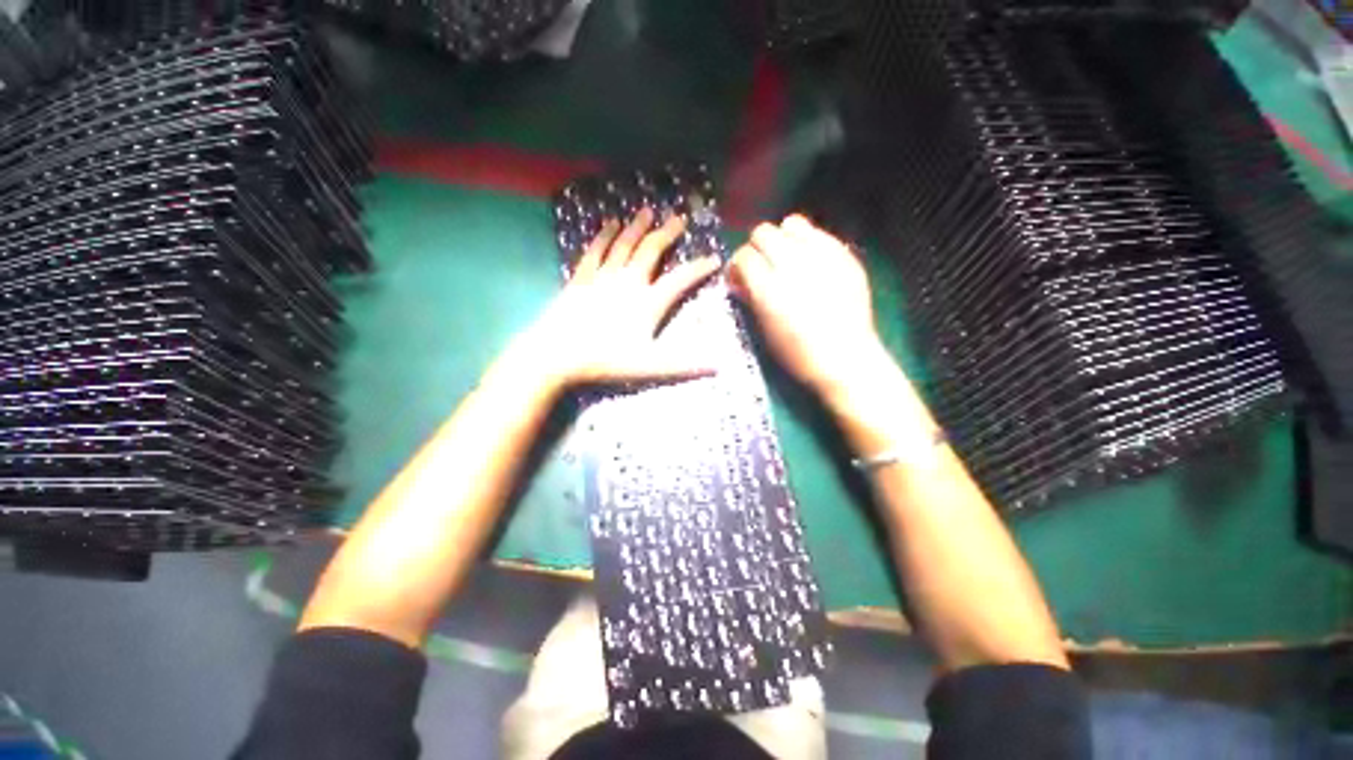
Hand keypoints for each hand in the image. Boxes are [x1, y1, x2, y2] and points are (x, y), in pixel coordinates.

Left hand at [515, 208, 720, 391]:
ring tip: (647, 211)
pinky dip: (604, 235)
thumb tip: (718, 367)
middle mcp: (628, 281)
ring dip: (637, 226)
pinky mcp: (581, 278)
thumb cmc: (606, 361)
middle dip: (667, 233)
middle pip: (651, 250)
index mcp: (648, 302)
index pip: (681, 279)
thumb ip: (685, 365)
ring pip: (624, 244)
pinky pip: (596, 250)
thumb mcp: (651, 367)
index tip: (714, 258)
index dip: (699, 268)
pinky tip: (609, 224)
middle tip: (679, 217)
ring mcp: (603, 276)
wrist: (557, 354)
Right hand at [729, 215, 892, 404]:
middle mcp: (793, 265)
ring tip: (786, 257)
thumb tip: (740, 280)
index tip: (739, 277)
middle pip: (763, 232)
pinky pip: (819, 232)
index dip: (737, 266)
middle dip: (756, 248)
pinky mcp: (844, 255)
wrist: (846, 359)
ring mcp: (822, 257)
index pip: (743, 256)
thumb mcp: (765, 330)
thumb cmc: (798, 354)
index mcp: (769, 290)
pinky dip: (807, 241)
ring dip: (782, 238)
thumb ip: (751, 298)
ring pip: (791, 223)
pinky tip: (810, 260)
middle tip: (761, 266)